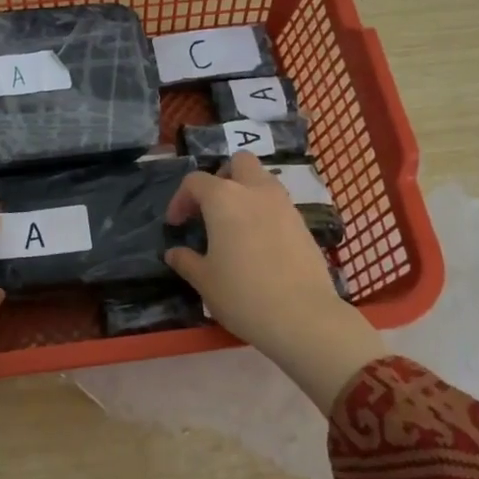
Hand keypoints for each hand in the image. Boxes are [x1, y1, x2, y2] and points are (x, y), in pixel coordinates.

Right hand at [164, 153, 385, 414]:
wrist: (303, 316)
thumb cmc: (243, 295)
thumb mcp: (205, 281)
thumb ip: (186, 261)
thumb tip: (174, 253)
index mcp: (224, 199)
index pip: (195, 181)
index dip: (181, 199)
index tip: (177, 224)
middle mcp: (255, 191)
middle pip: (239, 162)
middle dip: (222, 177)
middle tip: (212, 207)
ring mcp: (284, 205)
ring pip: (263, 179)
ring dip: (246, 192)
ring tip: (235, 224)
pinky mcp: (303, 223)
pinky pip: (279, 203)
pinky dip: (265, 211)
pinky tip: (259, 242)